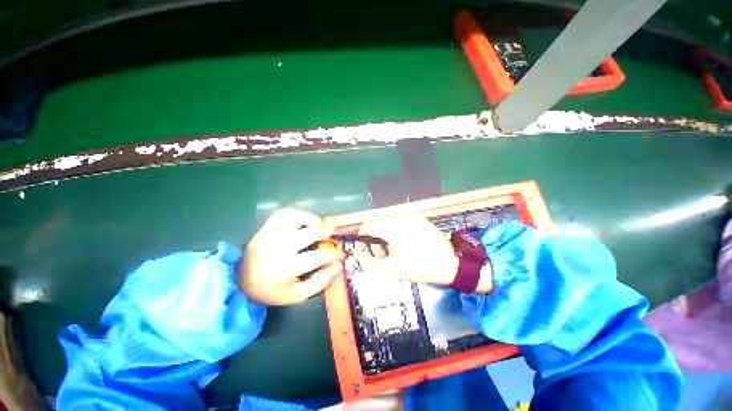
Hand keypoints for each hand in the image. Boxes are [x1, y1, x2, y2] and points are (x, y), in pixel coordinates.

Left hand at [238, 209, 343, 304]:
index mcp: (287, 268)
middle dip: (331, 231)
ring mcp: (273, 234)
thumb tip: (339, 266)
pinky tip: (305, 222)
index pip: (320, 255)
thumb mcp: (297, 295)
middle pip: (314, 231)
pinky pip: (286, 213)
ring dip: (315, 221)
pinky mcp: (267, 227)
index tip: (342, 254)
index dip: (335, 253)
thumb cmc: (272, 289)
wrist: (241, 279)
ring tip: (320, 227)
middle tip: (336, 235)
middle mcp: (280, 247)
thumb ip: (320, 282)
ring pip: (300, 217)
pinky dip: (299, 214)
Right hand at [356, 214, 492, 291]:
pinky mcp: (418, 219)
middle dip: (375, 243)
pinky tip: (403, 247)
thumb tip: (360, 256)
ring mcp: (411, 216)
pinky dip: (395, 235)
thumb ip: (369, 263)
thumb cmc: (420, 267)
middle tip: (382, 258)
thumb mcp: (392, 269)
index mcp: (393, 226)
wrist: (452, 264)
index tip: (361, 252)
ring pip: (387, 225)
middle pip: (377, 226)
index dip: (359, 239)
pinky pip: (399, 225)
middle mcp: (401, 216)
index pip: (367, 226)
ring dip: (385, 239)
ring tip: (394, 254)